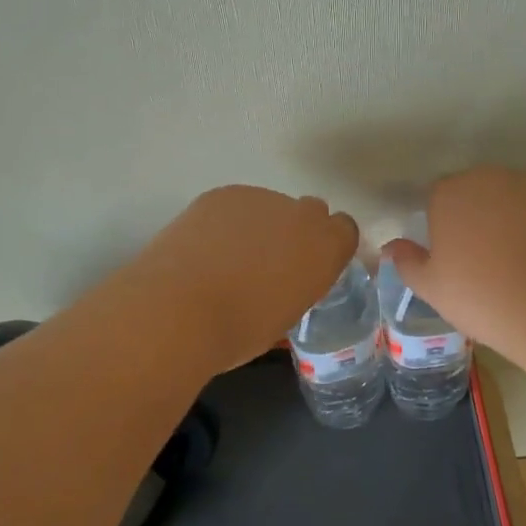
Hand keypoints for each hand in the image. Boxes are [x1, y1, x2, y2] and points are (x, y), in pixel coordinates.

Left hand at [126, 186, 358, 371]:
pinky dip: (226, 222)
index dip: (329, 246)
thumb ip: (296, 288)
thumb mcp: (284, 318)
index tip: (311, 267)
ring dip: (259, 226)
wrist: (180, 309)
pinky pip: (235, 205)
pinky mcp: (221, 194)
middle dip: (296, 231)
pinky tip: (205, 247)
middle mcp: (301, 214)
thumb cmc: (239, 331)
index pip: (344, 230)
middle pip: (310, 211)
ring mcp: (260, 198)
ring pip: (269, 207)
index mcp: (325, 248)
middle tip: (271, 263)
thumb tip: (282, 284)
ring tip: (228, 258)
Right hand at [382, 168, 525, 362]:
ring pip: (514, 195)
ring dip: (511, 216)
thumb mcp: (433, 289)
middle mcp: (491, 177)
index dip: (442, 222)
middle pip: (477, 190)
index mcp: (450, 193)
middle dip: (477, 214)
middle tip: (484, 256)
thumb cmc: (483, 298)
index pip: (437, 196)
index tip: (451, 252)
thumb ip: (407, 262)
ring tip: (521, 259)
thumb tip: (391, 247)